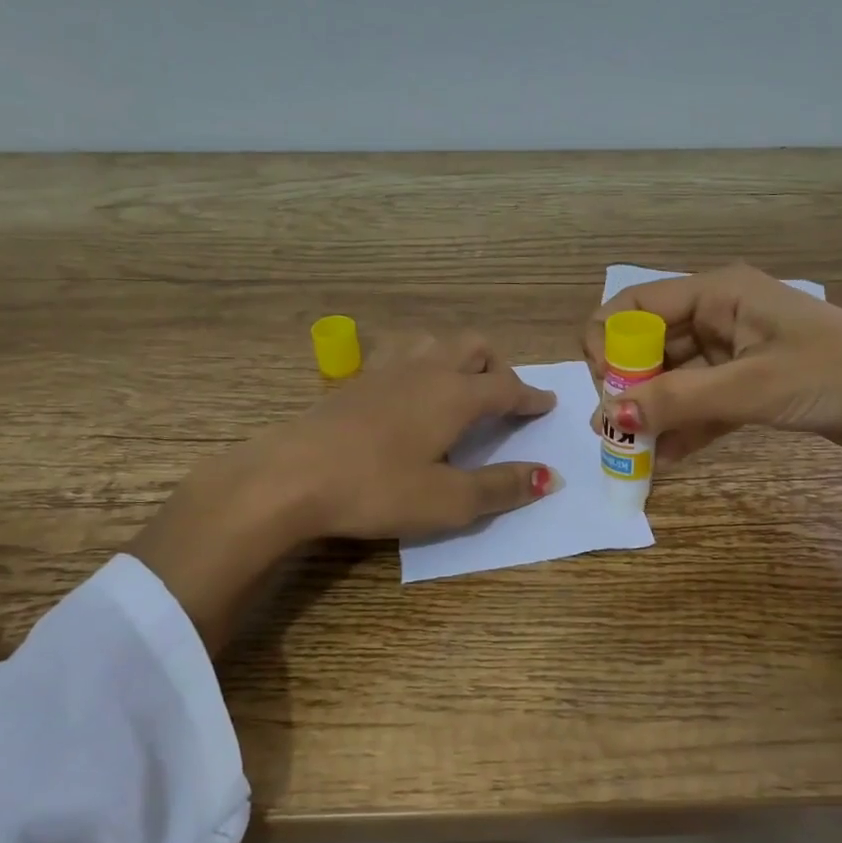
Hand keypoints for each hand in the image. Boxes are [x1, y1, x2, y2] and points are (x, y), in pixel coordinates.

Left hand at [130, 331, 559, 650]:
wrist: (291, 476)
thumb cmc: (377, 489)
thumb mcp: (448, 501)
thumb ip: (501, 487)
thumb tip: (550, 476)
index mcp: (457, 395)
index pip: (508, 387)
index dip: (532, 397)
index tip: (548, 404)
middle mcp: (427, 371)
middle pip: (475, 347)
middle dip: (498, 366)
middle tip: (504, 397)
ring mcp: (387, 369)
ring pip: (435, 341)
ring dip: (458, 356)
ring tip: (459, 386)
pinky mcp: (355, 379)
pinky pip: (400, 353)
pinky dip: (420, 362)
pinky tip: (407, 389)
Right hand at [585, 265, 841, 521]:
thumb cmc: (833, 374)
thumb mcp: (750, 386)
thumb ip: (676, 400)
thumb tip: (607, 417)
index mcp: (717, 293)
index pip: (635, 305)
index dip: (609, 343)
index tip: (607, 390)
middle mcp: (719, 315)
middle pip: (650, 343)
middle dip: (627, 385)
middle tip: (616, 430)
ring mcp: (735, 351)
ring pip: (674, 377)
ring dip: (653, 411)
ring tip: (632, 453)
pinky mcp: (751, 384)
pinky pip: (702, 401)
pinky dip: (684, 427)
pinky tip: (665, 459)